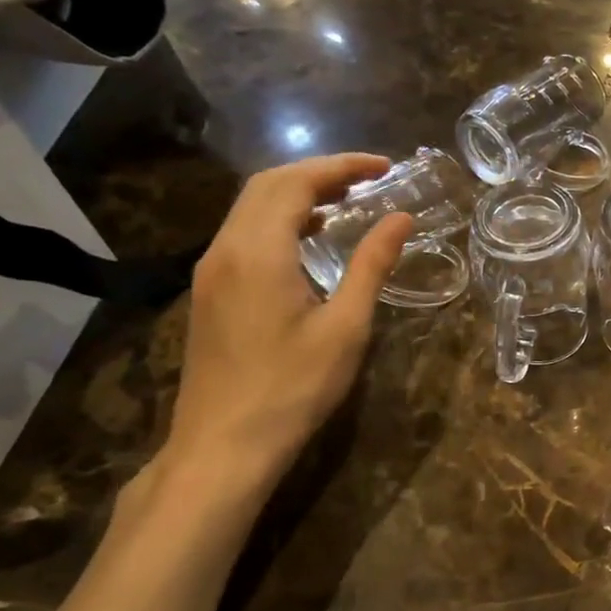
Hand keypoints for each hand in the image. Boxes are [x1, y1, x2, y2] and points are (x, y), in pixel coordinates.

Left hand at [163, 154, 411, 491]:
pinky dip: (280, 221)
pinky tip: (310, 241)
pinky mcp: (210, 292)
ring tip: (348, 203)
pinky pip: (244, 234)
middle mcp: (226, 249)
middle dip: (318, 172)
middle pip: (266, 186)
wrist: (224, 444)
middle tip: (369, 179)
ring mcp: (211, 271)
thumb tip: (400, 218)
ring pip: (250, 209)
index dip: (342, 166)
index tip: (385, 168)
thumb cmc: (293, 387)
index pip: (297, 182)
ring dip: (297, 194)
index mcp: (258, 251)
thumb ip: (371, 265)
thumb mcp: (346, 327)